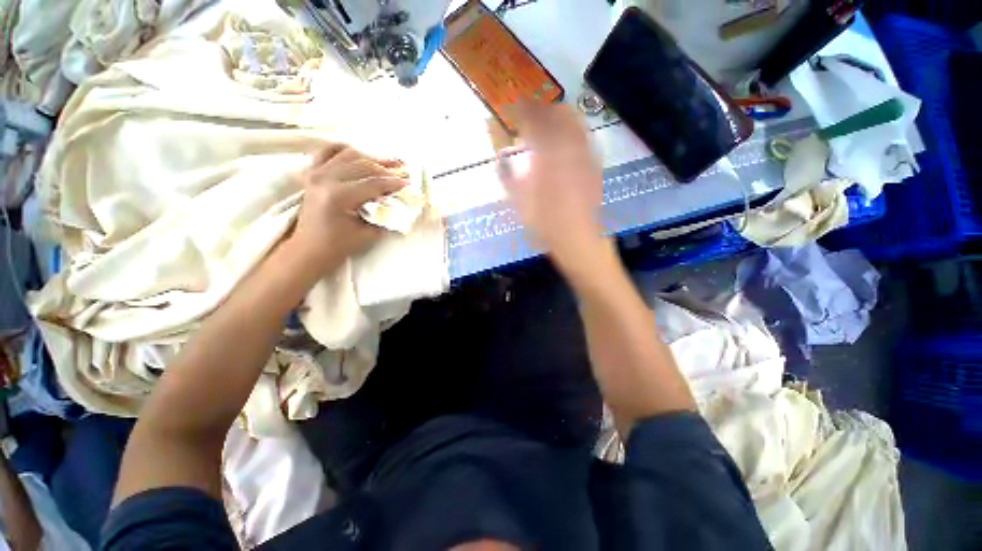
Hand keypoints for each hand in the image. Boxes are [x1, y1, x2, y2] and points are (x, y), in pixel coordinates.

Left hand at [288, 144, 408, 271]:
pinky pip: (328, 152)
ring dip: (370, 158)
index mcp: (338, 196)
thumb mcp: (368, 234)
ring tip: (388, 163)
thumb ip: (385, 216)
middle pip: (362, 165)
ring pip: (348, 154)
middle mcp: (325, 179)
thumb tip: (401, 204)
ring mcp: (316, 174)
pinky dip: (345, 151)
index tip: (409, 183)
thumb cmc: (339, 245)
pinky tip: (359, 155)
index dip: (394, 183)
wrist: (309, 249)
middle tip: (403, 172)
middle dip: (386, 168)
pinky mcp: (312, 174)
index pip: (373, 184)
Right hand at [498, 102, 605, 268]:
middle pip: (557, 113)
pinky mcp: (594, 165)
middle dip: (542, 109)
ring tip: (549, 123)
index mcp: (545, 155)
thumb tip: (500, 160)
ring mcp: (584, 155)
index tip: (514, 107)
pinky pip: (585, 137)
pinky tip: (567, 141)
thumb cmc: (544, 222)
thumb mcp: (519, 202)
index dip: (523, 109)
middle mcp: (567, 148)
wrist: (578, 238)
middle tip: (531, 114)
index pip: (533, 121)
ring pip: (574, 122)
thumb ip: (508, 177)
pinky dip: (574, 131)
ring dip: (559, 116)